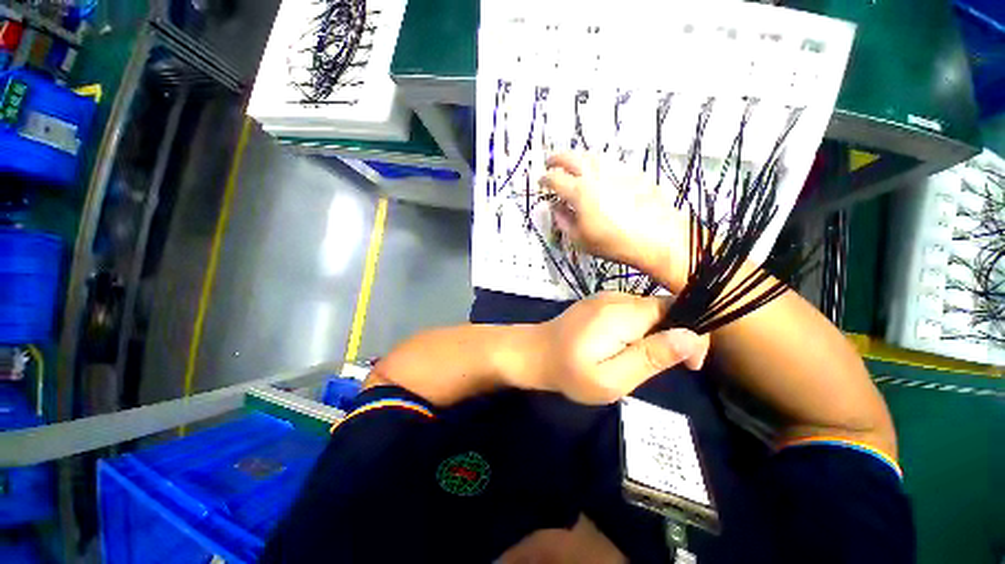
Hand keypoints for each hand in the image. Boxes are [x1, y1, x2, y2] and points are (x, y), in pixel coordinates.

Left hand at [515, 292, 708, 404]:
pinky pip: (631, 310)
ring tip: (638, 359)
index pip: (676, 309)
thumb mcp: (613, 378)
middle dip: (673, 336)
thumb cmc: (570, 372)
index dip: (693, 333)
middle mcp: (617, 297)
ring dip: (655, 333)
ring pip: (647, 310)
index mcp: (623, 313)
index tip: (690, 366)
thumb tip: (691, 337)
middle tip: (660, 367)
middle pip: (663, 308)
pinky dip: (638, 328)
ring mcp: (605, 297)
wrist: (534, 353)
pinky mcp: (598, 303)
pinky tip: (623, 347)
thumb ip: (651, 356)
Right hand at [540, 152, 689, 292]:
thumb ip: (563, 220)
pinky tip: (598, 174)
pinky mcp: (631, 171)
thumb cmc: (613, 242)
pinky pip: (609, 161)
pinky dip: (597, 164)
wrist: (656, 237)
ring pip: (590, 155)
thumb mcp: (579, 238)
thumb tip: (555, 208)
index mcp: (579, 192)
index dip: (544, 179)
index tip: (541, 181)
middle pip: (570, 157)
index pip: (554, 178)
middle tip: (550, 163)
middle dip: (556, 158)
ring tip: (572, 165)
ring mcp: (615, 169)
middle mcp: (595, 174)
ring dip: (576, 157)